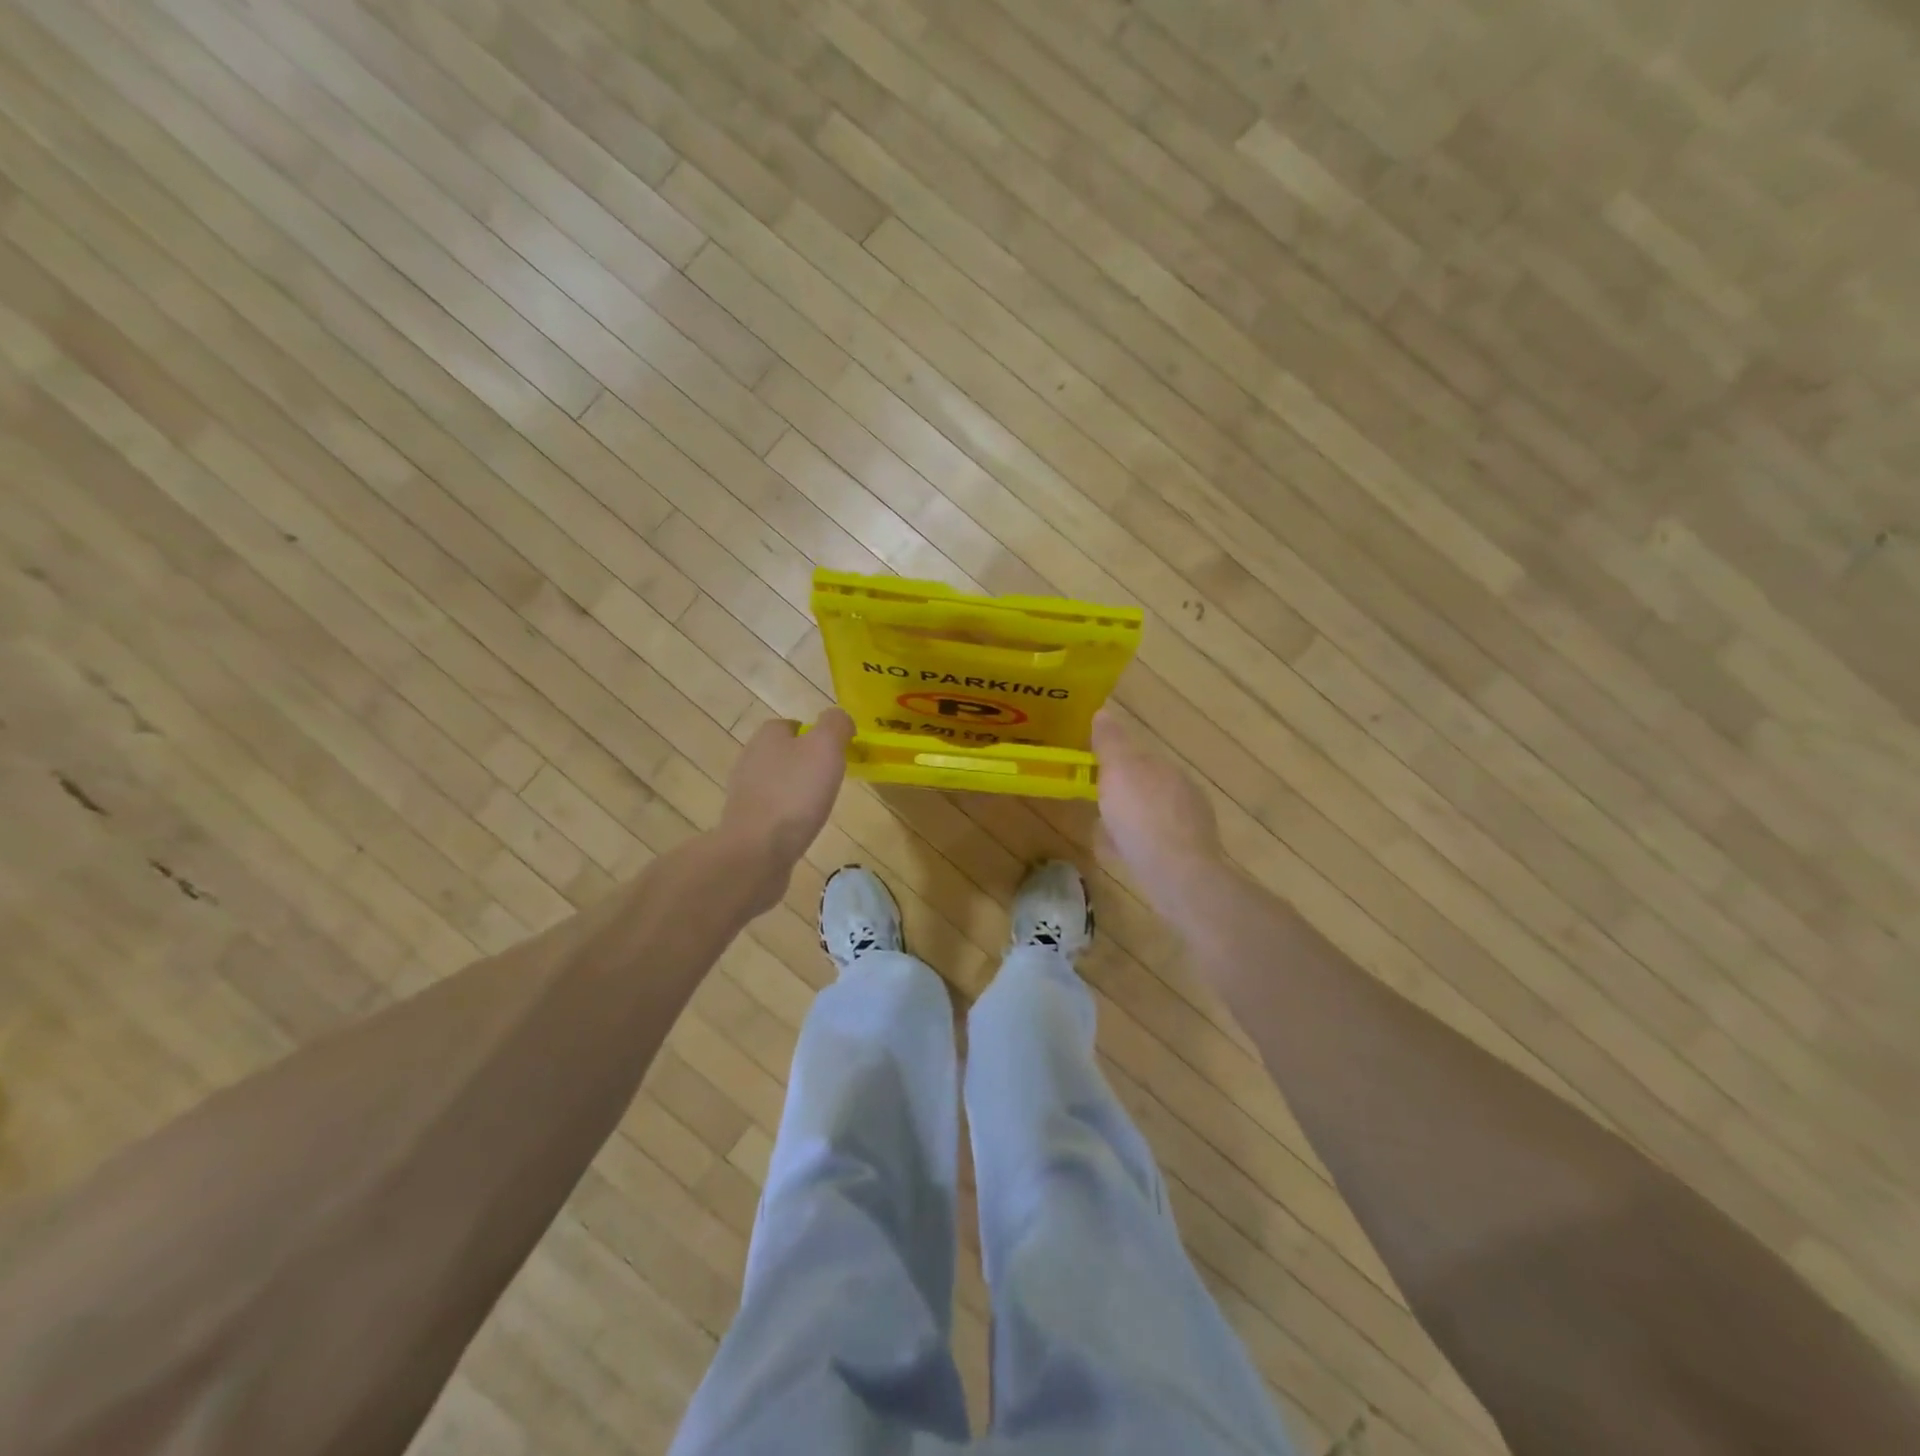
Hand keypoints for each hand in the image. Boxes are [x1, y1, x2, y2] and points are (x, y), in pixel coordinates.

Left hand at [719, 709, 853, 896]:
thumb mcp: (825, 748)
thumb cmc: (794, 794)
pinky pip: (772, 811)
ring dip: (797, 791)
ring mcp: (744, 793)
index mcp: (768, 736)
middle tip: (832, 780)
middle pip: (785, 754)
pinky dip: (788, 816)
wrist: (756, 852)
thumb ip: (835, 725)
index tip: (837, 754)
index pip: (793, 725)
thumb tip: (839, 718)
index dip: (816, 736)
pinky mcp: (745, 823)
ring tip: (819, 806)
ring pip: (778, 782)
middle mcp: (750, 759)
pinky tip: (801, 828)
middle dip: (807, 764)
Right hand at [1092, 708, 1224, 910]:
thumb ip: (1111, 743)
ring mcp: (1190, 826)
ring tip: (1106, 829)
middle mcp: (1184, 793)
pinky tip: (1123, 853)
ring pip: (1153, 815)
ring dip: (1133, 818)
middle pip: (1149, 785)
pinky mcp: (1188, 856)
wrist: (1177, 874)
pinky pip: (1156, 842)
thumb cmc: (1142, 817)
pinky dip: (1139, 843)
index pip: (1141, 757)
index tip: (1095, 771)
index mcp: (1168, 769)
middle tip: (1098, 801)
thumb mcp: (1118, 771)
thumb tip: (1103, 712)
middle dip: (1127, 791)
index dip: (1117, 761)